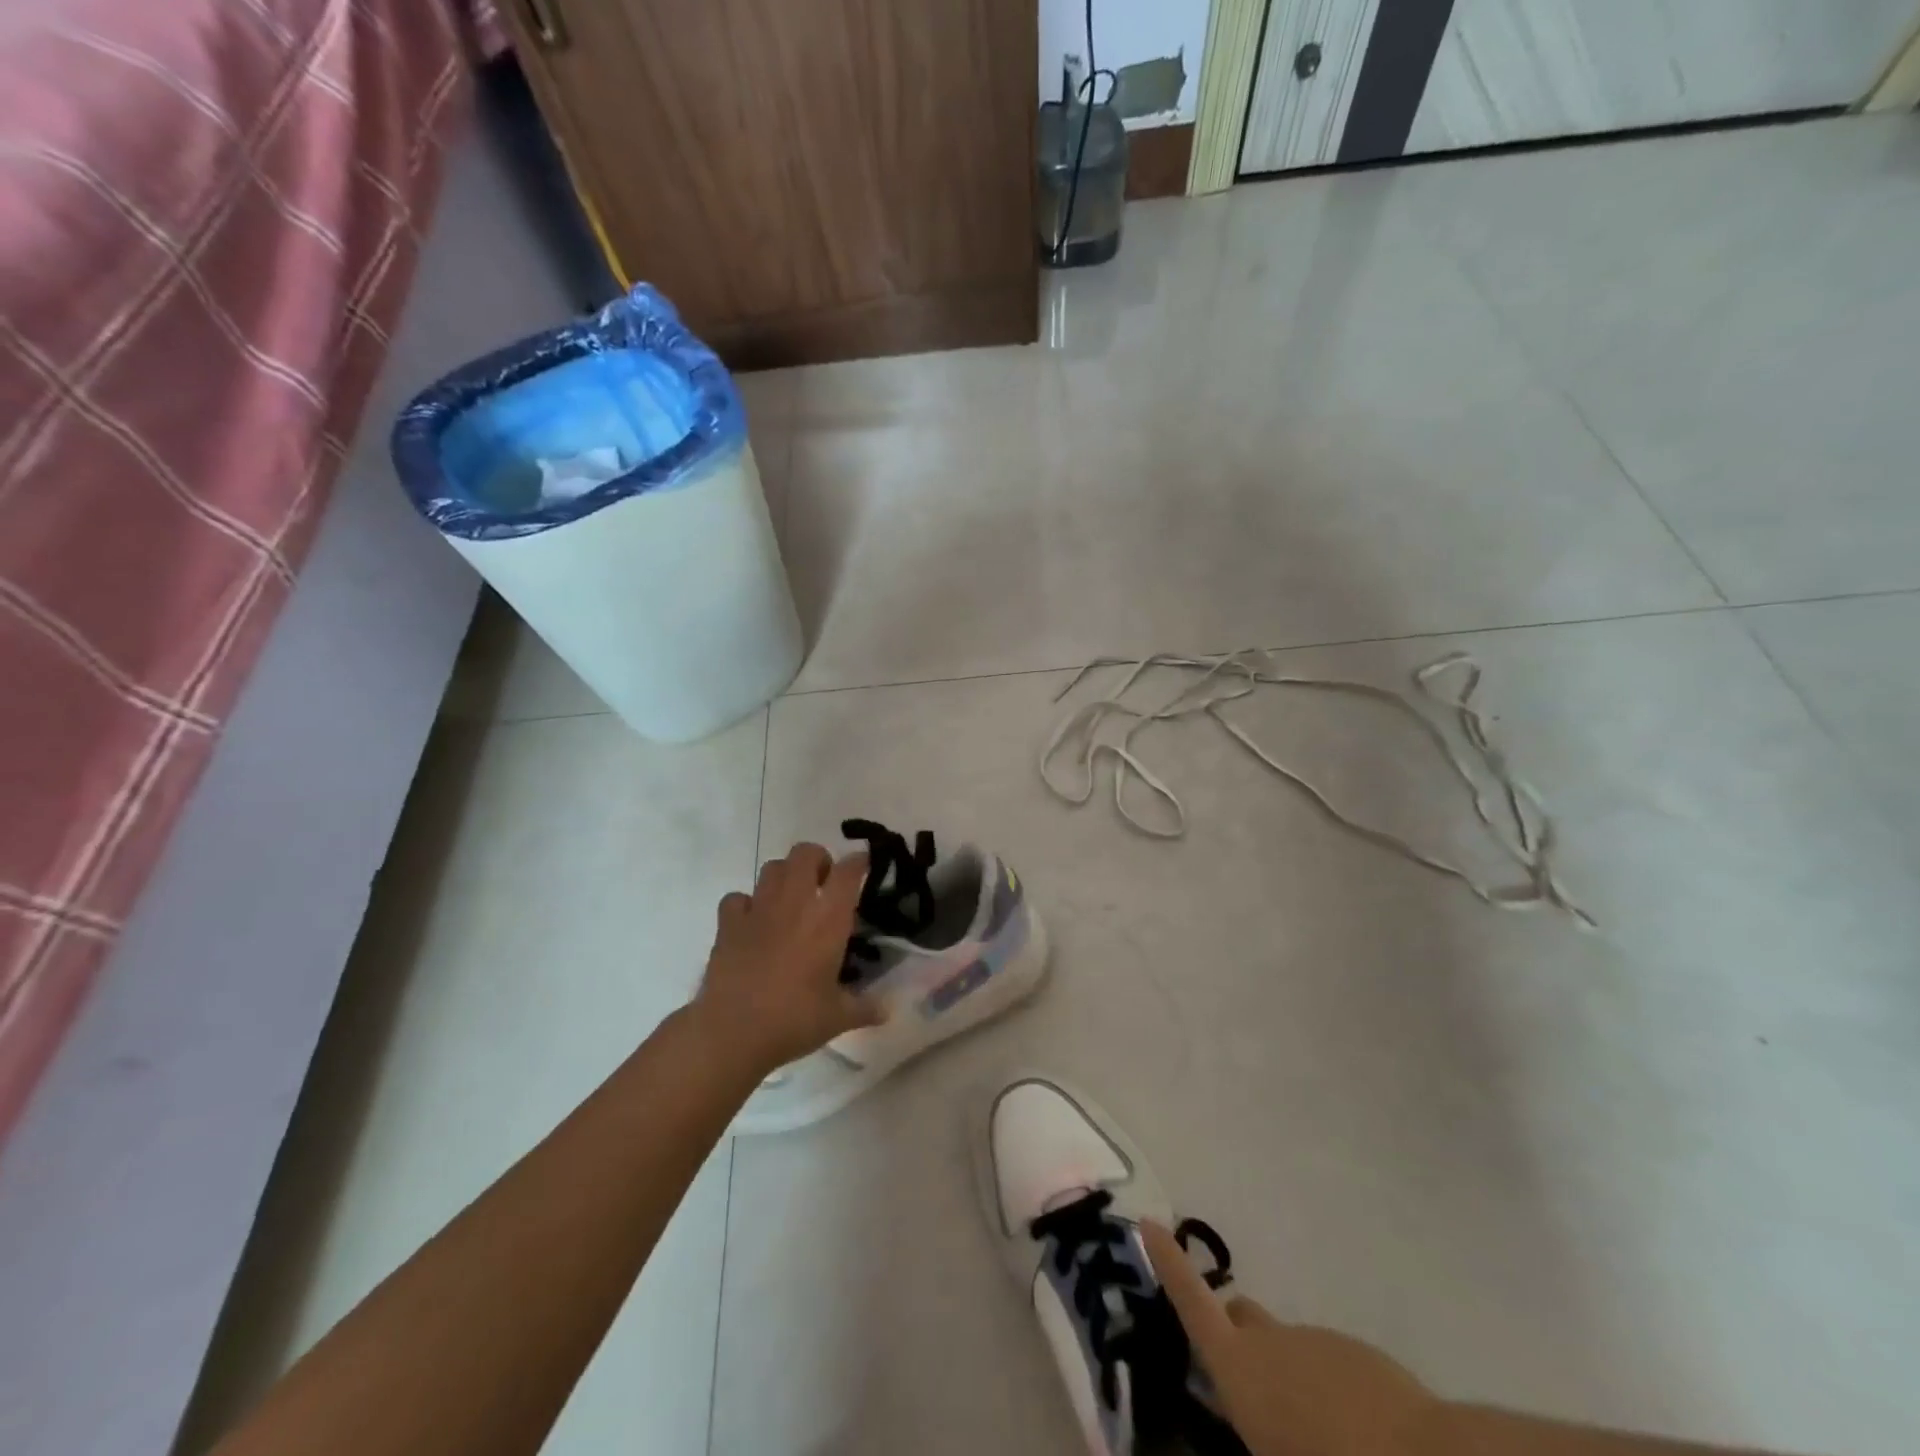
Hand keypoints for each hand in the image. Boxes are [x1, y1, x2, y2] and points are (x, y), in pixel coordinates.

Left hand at [692, 842, 884, 1078]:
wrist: (732, 1033)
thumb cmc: (793, 1020)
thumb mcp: (838, 1017)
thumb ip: (865, 1008)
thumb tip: (887, 1010)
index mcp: (828, 919)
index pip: (848, 871)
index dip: (859, 862)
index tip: (864, 866)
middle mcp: (794, 903)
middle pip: (806, 853)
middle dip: (818, 859)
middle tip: (824, 884)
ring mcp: (758, 910)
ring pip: (772, 867)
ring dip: (785, 875)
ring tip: (791, 899)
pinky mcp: (728, 924)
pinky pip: (737, 898)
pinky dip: (746, 904)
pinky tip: (752, 923)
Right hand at [1141, 1221, 1436, 1455]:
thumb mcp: (1268, 1450)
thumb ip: (1252, 1430)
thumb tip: (1249, 1419)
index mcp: (1240, 1371)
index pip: (1191, 1303)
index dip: (1167, 1264)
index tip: (1148, 1222)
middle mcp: (1270, 1343)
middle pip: (1239, 1317)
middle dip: (1234, 1335)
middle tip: (1248, 1381)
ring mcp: (1316, 1341)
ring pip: (1288, 1347)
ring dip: (1289, 1375)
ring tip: (1316, 1435)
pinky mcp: (1359, 1353)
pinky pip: (1329, 1364)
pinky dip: (1329, 1389)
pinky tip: (1356, 1436)